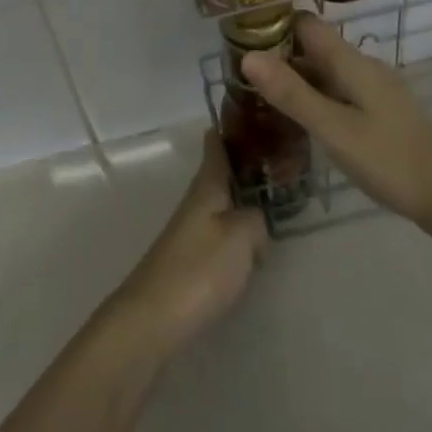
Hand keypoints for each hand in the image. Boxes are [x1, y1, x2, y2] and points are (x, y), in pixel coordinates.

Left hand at [105, 132, 268, 358]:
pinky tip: (253, 241)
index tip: (250, 110)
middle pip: (220, 173)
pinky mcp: (190, 261)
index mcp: (207, 186)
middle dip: (245, 163)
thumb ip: (256, 219)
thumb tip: (257, 219)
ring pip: (221, 202)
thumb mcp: (240, 235)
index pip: (216, 145)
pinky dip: (237, 227)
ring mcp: (190, 232)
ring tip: (273, 198)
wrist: (152, 321)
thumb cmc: (199, 269)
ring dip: (243, 197)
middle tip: (280, 156)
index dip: (230, 127)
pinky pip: (219, 231)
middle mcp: (196, 202)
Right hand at [242, 13, 431, 227]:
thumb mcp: (333, 128)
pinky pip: (338, 91)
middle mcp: (362, 66)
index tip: (240, 42)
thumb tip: (247, 56)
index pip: (305, 24)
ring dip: (296, 79)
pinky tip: (301, 122)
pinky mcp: (380, 110)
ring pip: (326, 71)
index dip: (274, 26)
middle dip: (279, 56)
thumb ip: (291, 93)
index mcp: (350, 61)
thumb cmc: (388, 159)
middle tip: (241, 79)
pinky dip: (315, 97)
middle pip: (314, 47)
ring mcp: (373, 88)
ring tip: (260, 101)